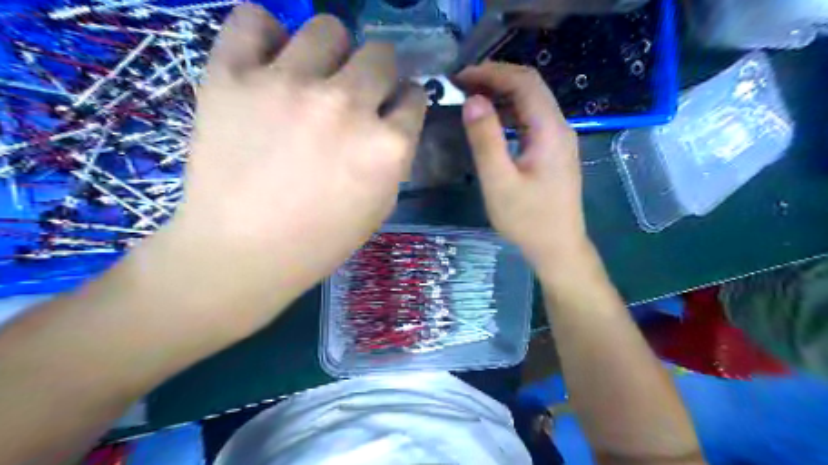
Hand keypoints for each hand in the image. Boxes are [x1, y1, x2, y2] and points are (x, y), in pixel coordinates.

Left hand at [157, 5, 426, 319]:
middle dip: (376, 74)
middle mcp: (346, 105)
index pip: (414, 96)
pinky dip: (264, 34)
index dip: (403, 102)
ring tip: (312, 77)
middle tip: (355, 95)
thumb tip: (392, 119)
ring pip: (328, 29)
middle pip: (380, 54)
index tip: (390, 109)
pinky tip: (267, 61)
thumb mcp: (380, 205)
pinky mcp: (232, 76)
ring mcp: (288, 85)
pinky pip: (254, 20)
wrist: (243, 253)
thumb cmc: (320, 240)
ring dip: (330, 52)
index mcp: (387, 145)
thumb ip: (394, 156)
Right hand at [455, 61, 591, 271]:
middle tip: (462, 85)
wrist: (557, 247)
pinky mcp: (553, 152)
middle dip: (496, 79)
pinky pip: (531, 121)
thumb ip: (486, 139)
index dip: (492, 73)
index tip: (461, 77)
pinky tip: (491, 122)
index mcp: (550, 130)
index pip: (524, 82)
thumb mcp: (499, 181)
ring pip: (531, 103)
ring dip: (502, 95)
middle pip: (531, 87)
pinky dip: (509, 114)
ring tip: (471, 99)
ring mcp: (559, 139)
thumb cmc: (528, 219)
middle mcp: (559, 127)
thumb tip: (472, 100)